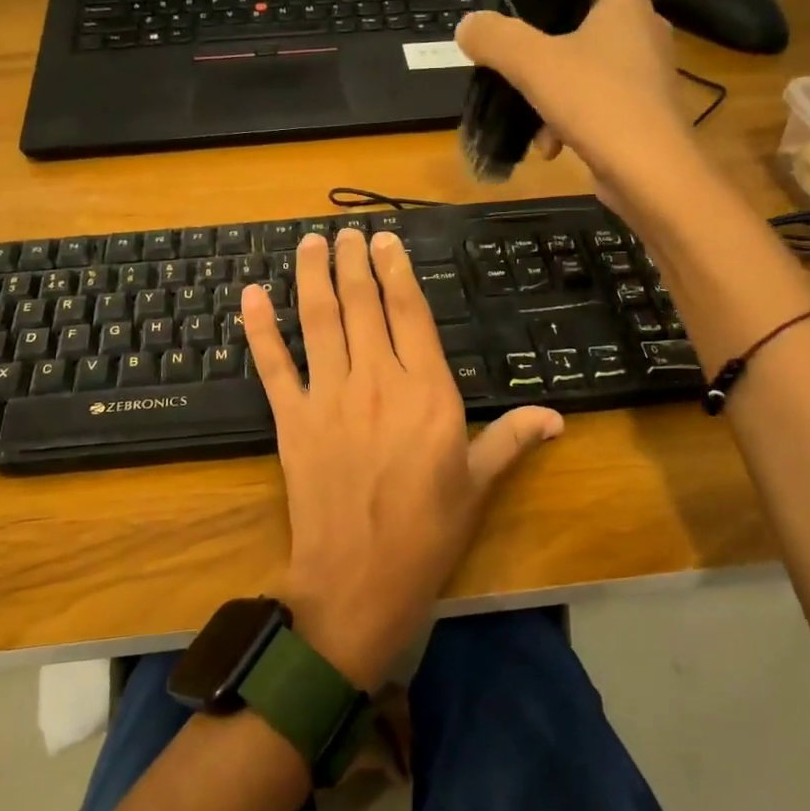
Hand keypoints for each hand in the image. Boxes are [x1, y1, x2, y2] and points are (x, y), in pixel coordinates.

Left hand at [241, 230, 562, 687]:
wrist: (359, 578)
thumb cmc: (427, 532)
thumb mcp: (478, 484)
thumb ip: (512, 439)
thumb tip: (557, 416)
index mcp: (427, 391)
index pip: (411, 313)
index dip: (397, 271)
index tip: (386, 241)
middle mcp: (377, 380)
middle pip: (362, 305)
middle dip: (354, 262)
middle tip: (348, 231)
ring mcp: (329, 396)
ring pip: (318, 320)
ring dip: (312, 276)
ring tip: (311, 243)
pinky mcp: (292, 418)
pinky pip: (273, 364)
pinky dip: (259, 328)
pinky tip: (252, 294)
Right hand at [455, 0, 694, 209]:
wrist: (651, 173)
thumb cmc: (597, 102)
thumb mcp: (532, 63)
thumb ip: (495, 38)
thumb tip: (467, 26)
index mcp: (624, 1)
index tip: (509, 15)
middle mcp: (642, 28)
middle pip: (573, 28)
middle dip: (537, 57)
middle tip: (511, 73)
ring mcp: (646, 72)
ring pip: (580, 72)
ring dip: (548, 98)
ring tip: (534, 127)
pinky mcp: (643, 111)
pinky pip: (595, 105)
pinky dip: (570, 122)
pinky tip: (553, 148)